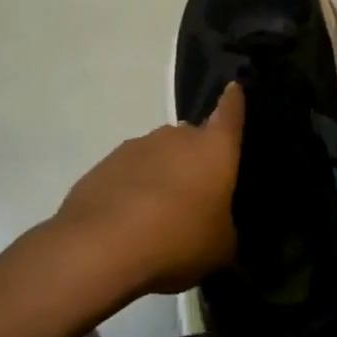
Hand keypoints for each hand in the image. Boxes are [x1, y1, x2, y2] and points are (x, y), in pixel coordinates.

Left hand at [53, 82, 243, 295]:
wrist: (102, 247)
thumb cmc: (178, 238)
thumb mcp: (220, 247)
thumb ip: (225, 228)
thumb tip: (220, 227)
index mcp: (213, 147)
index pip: (230, 112)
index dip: (234, 101)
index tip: (234, 88)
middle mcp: (176, 136)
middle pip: (191, 138)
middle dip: (193, 159)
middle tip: (194, 193)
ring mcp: (136, 147)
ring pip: (157, 155)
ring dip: (161, 175)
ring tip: (158, 215)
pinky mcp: (104, 165)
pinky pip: (127, 174)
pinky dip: (131, 190)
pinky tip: (128, 223)